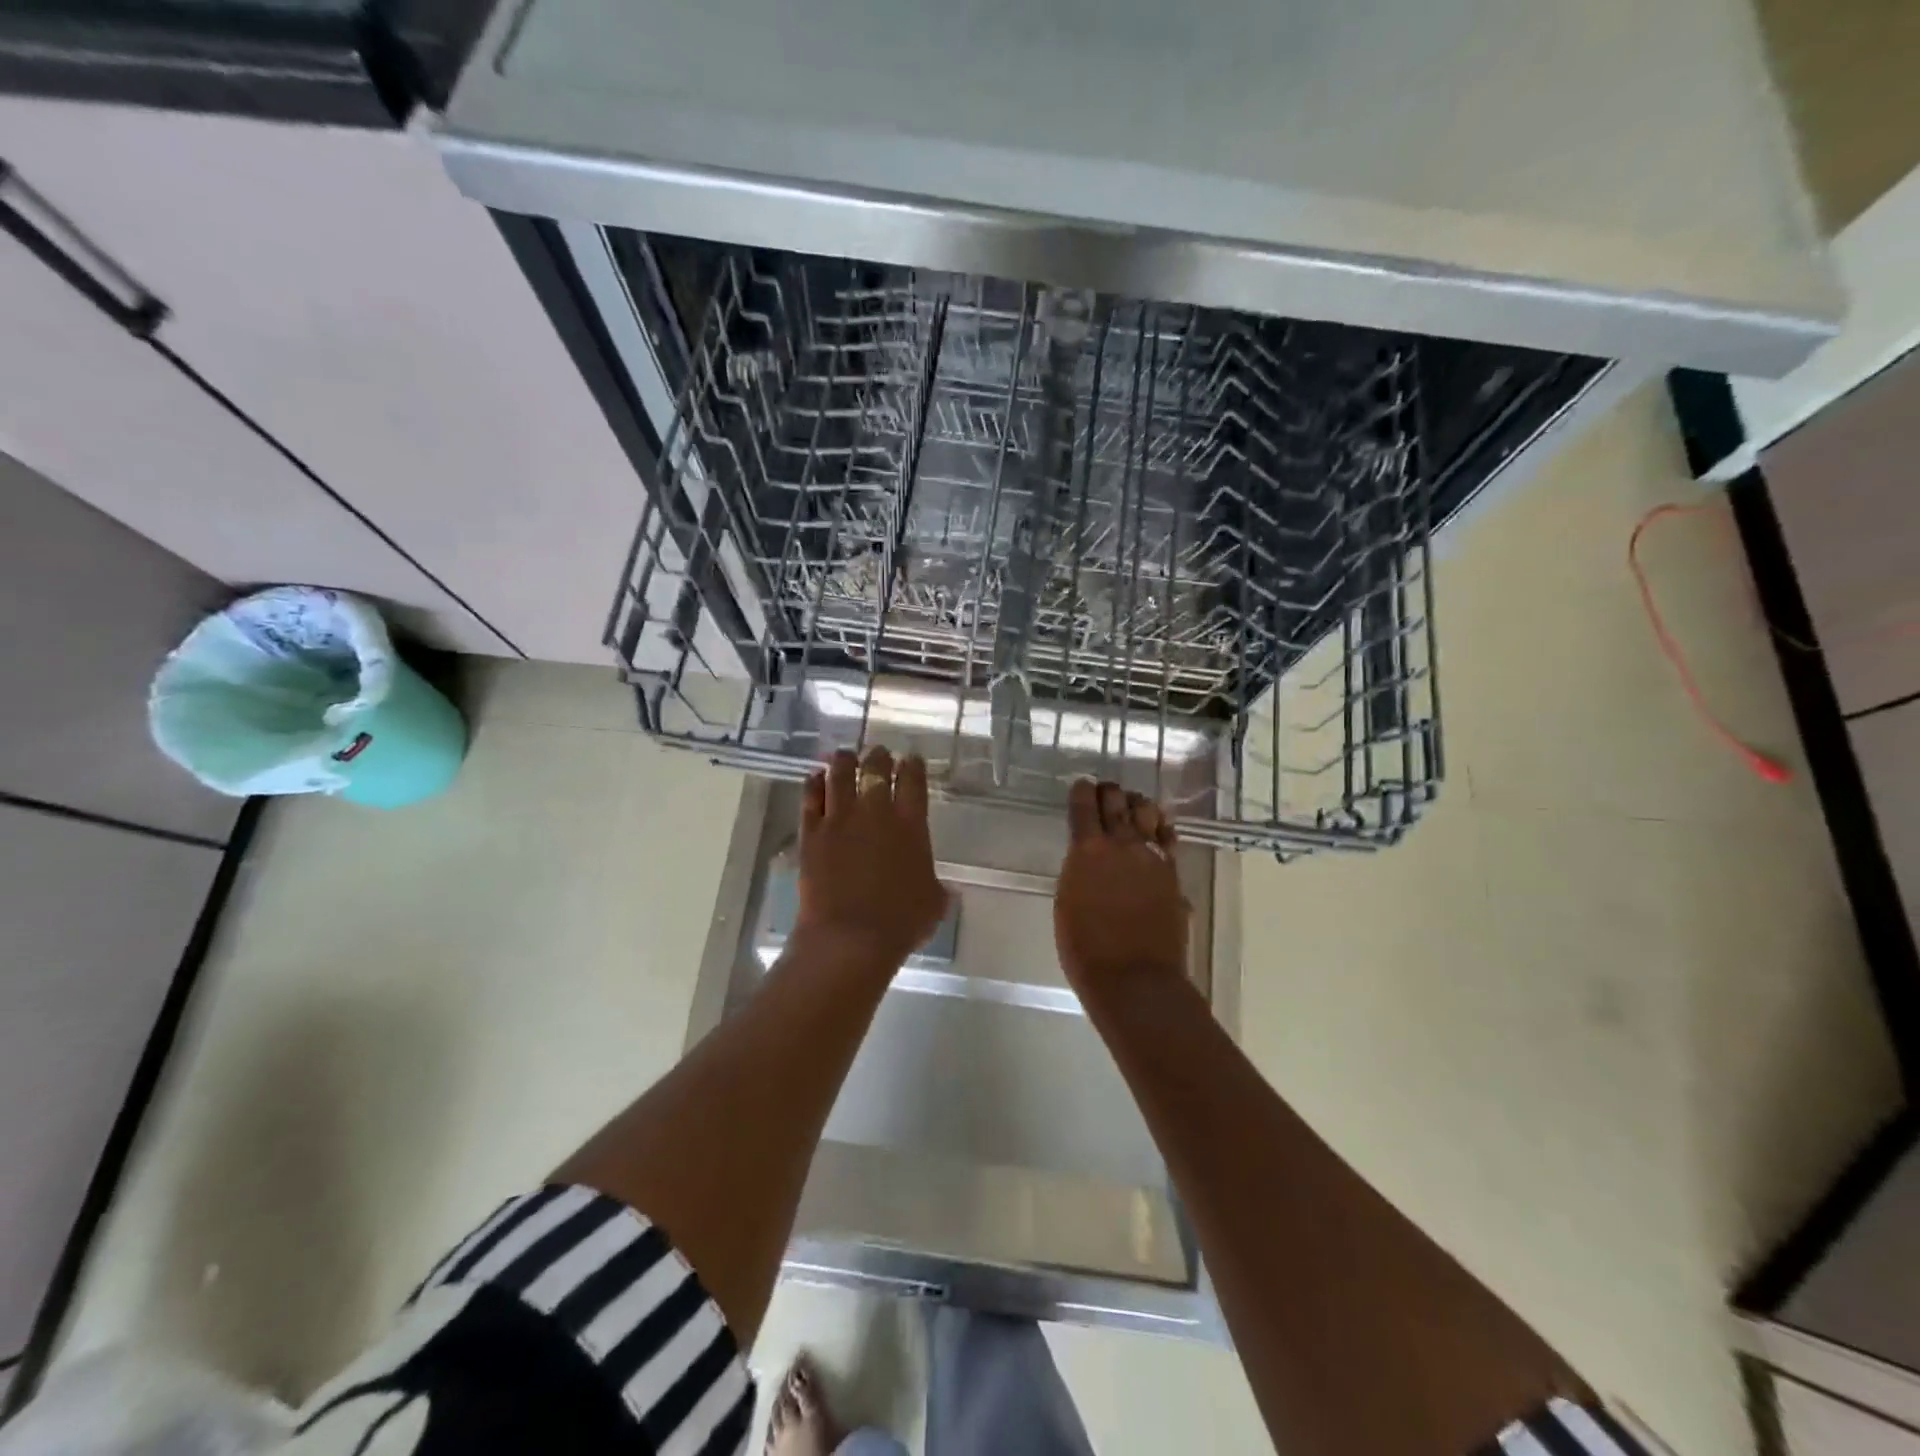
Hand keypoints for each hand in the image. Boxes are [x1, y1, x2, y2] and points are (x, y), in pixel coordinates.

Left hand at [794, 747, 948, 973]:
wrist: (850, 938)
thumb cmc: (901, 922)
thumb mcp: (934, 902)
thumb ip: (937, 886)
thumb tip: (945, 887)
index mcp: (911, 823)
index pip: (913, 779)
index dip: (913, 765)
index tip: (912, 760)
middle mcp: (875, 811)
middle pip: (875, 768)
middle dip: (878, 757)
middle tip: (879, 754)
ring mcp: (839, 819)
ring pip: (840, 774)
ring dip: (843, 761)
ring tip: (844, 755)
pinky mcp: (811, 833)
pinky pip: (811, 797)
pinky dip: (814, 783)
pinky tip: (816, 777)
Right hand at [1055, 780, 1188, 996]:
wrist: (1134, 978)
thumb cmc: (1085, 948)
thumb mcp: (1066, 901)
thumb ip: (1078, 870)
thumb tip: (1088, 857)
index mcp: (1087, 850)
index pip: (1084, 805)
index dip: (1082, 791)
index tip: (1081, 785)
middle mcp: (1121, 844)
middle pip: (1117, 802)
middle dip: (1109, 792)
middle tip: (1105, 791)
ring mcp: (1151, 857)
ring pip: (1147, 812)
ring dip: (1137, 804)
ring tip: (1132, 805)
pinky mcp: (1172, 872)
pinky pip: (1167, 837)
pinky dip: (1160, 826)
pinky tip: (1156, 827)